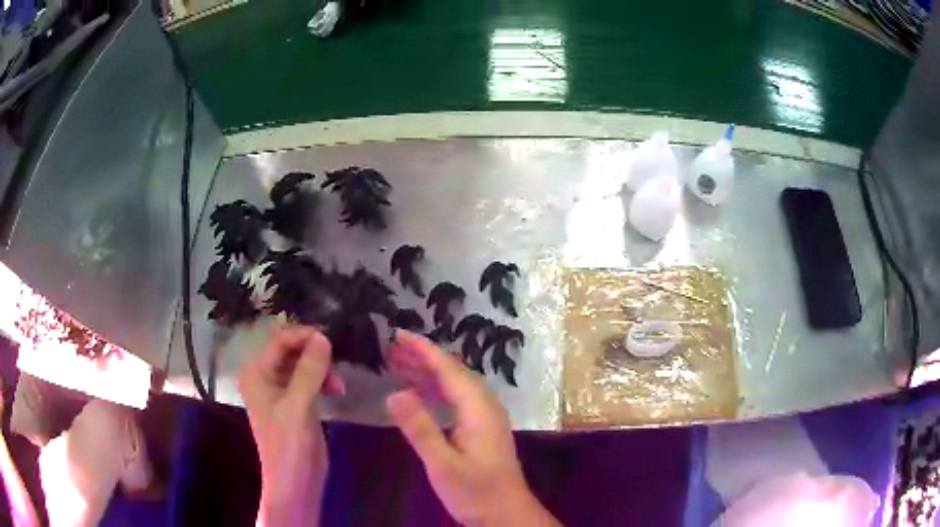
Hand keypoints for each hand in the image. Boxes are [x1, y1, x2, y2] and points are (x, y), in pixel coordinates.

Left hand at [239, 326, 343, 526]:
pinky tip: (337, 389)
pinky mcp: (296, 403)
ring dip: (322, 368)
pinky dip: (323, 380)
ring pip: (302, 365)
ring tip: (339, 384)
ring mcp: (281, 391)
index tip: (331, 338)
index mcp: (257, 374)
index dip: (304, 336)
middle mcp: (265, 377)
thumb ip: (309, 370)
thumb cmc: (289, 445)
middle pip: (291, 350)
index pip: (279, 341)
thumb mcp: (298, 405)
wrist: (296, 482)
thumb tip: (323, 337)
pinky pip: (309, 380)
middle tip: (339, 360)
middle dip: (314, 353)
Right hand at [387, 331, 558, 526]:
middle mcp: (484, 406)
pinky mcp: (481, 430)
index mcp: (478, 409)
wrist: (506, 514)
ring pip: (454, 385)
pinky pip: (456, 399)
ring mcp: (484, 418)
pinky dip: (435, 390)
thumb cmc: (476, 492)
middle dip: (422, 357)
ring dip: (428, 372)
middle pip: (452, 372)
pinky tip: (418, 394)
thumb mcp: (443, 465)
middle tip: (390, 347)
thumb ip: (420, 429)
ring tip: (397, 364)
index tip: (398, 334)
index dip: (423, 349)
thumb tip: (394, 393)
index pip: (448, 369)